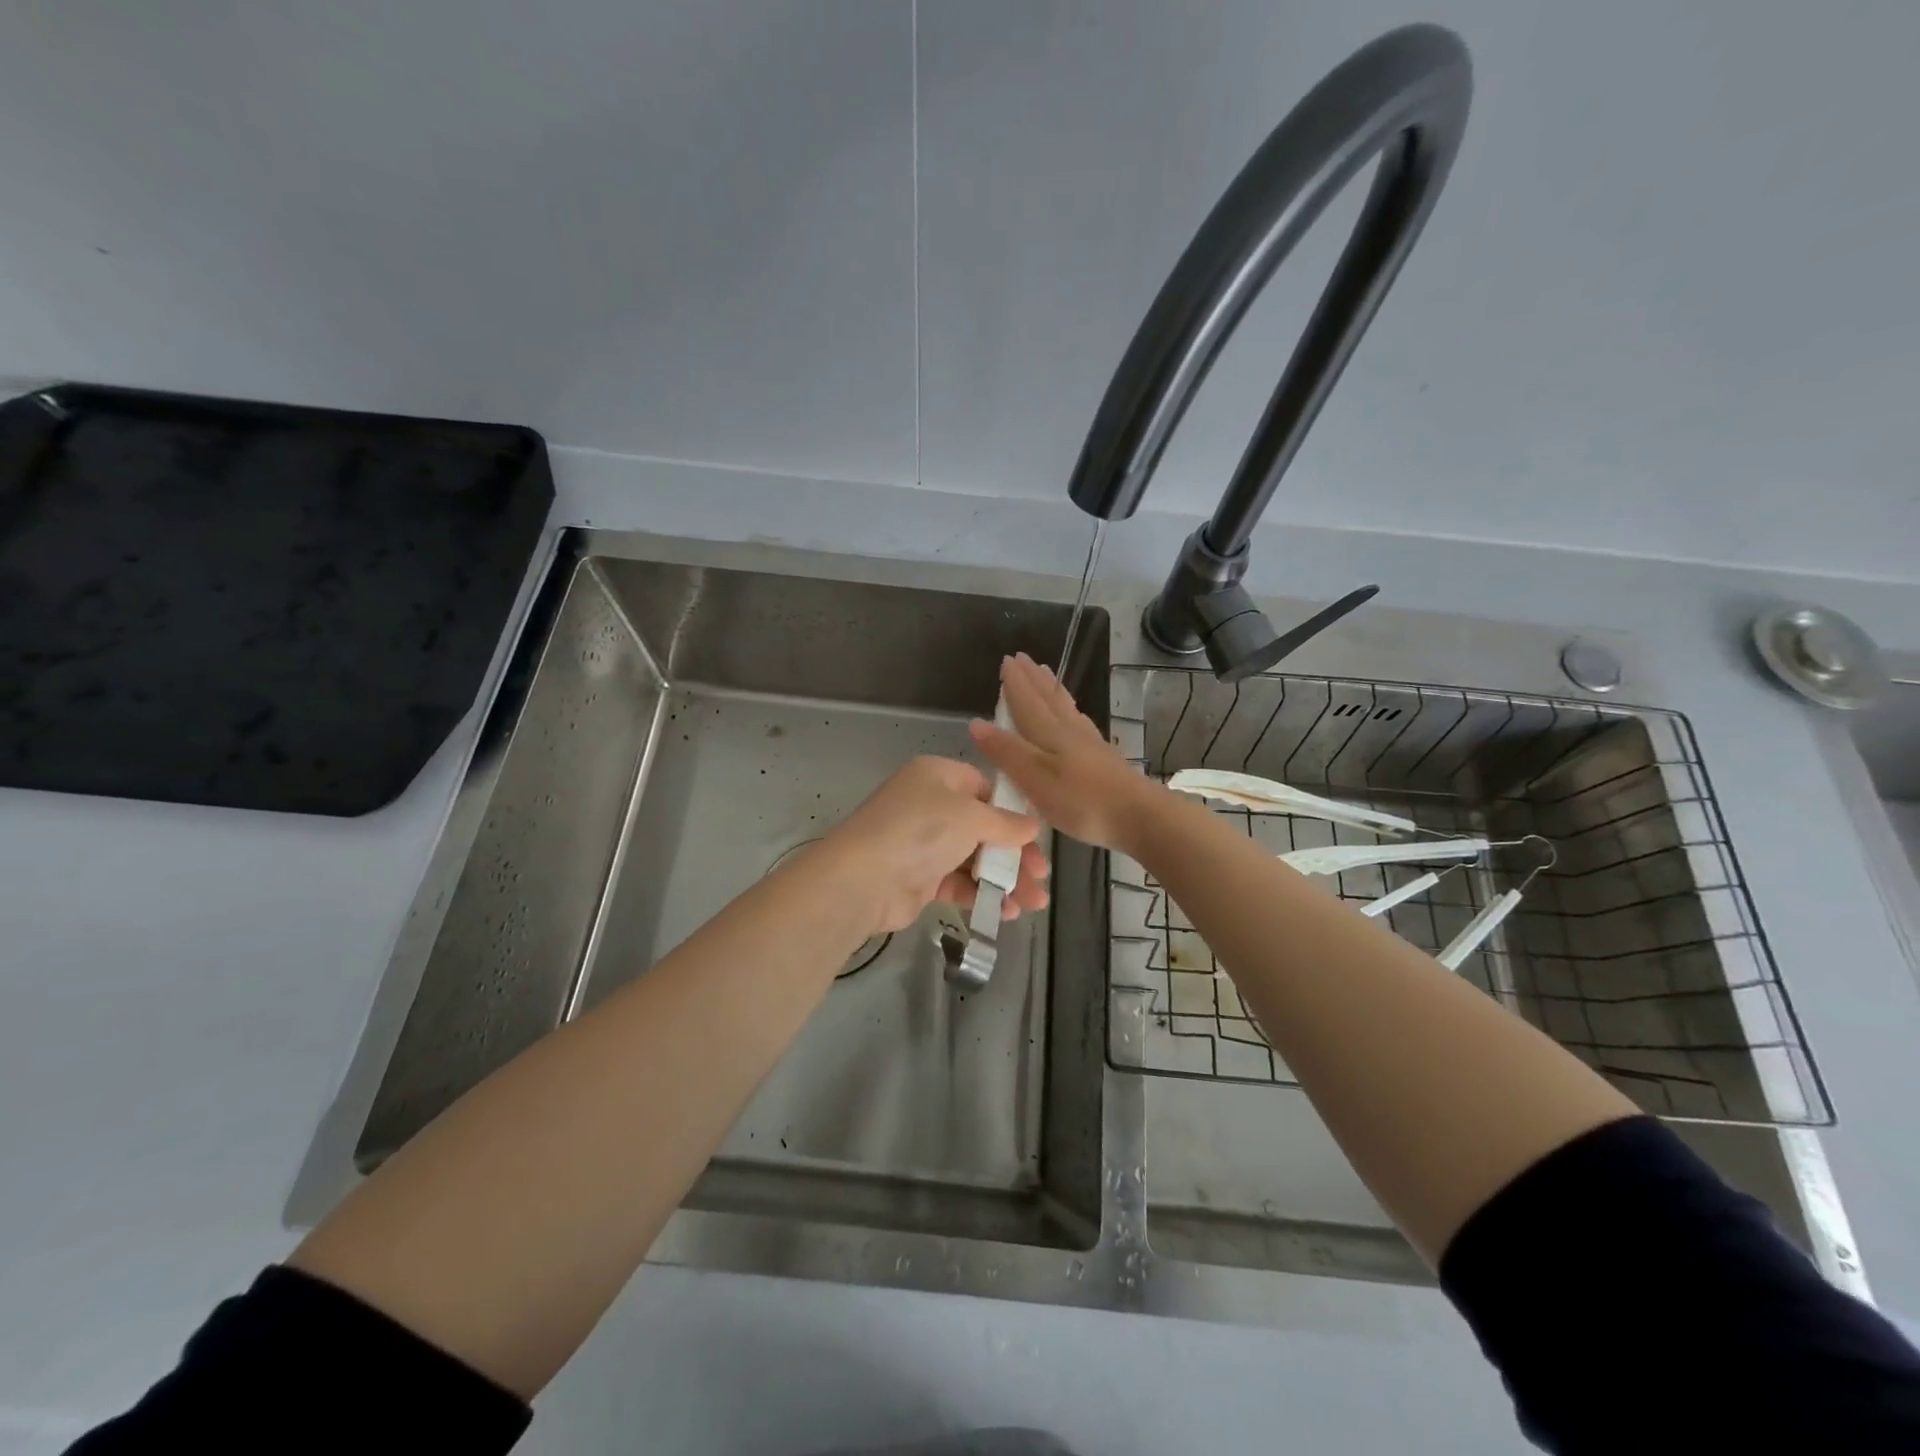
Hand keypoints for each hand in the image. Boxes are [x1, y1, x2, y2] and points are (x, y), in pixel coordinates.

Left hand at [823, 756, 1049, 934]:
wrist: (864, 880)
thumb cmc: (921, 831)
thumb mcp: (970, 817)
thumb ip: (1006, 823)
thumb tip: (1032, 826)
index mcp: (938, 776)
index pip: (985, 788)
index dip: (1013, 811)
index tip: (1038, 835)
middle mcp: (931, 805)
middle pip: (984, 827)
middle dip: (1016, 854)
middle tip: (1042, 877)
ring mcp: (924, 843)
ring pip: (975, 859)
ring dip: (1005, 879)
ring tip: (1034, 904)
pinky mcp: (920, 878)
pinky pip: (959, 882)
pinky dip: (982, 894)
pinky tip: (1006, 911)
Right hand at [968, 652, 1161, 852]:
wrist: (1139, 816)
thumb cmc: (1081, 801)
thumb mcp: (1034, 779)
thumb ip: (1006, 752)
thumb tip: (976, 723)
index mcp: (1049, 734)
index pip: (1026, 702)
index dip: (1014, 683)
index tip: (1006, 660)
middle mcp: (1069, 731)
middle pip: (1048, 699)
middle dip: (1033, 679)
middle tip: (1023, 658)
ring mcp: (1090, 743)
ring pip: (1065, 708)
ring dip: (1051, 689)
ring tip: (1046, 675)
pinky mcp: (1104, 758)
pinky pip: (1079, 722)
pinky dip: (1070, 710)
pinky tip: (1074, 716)